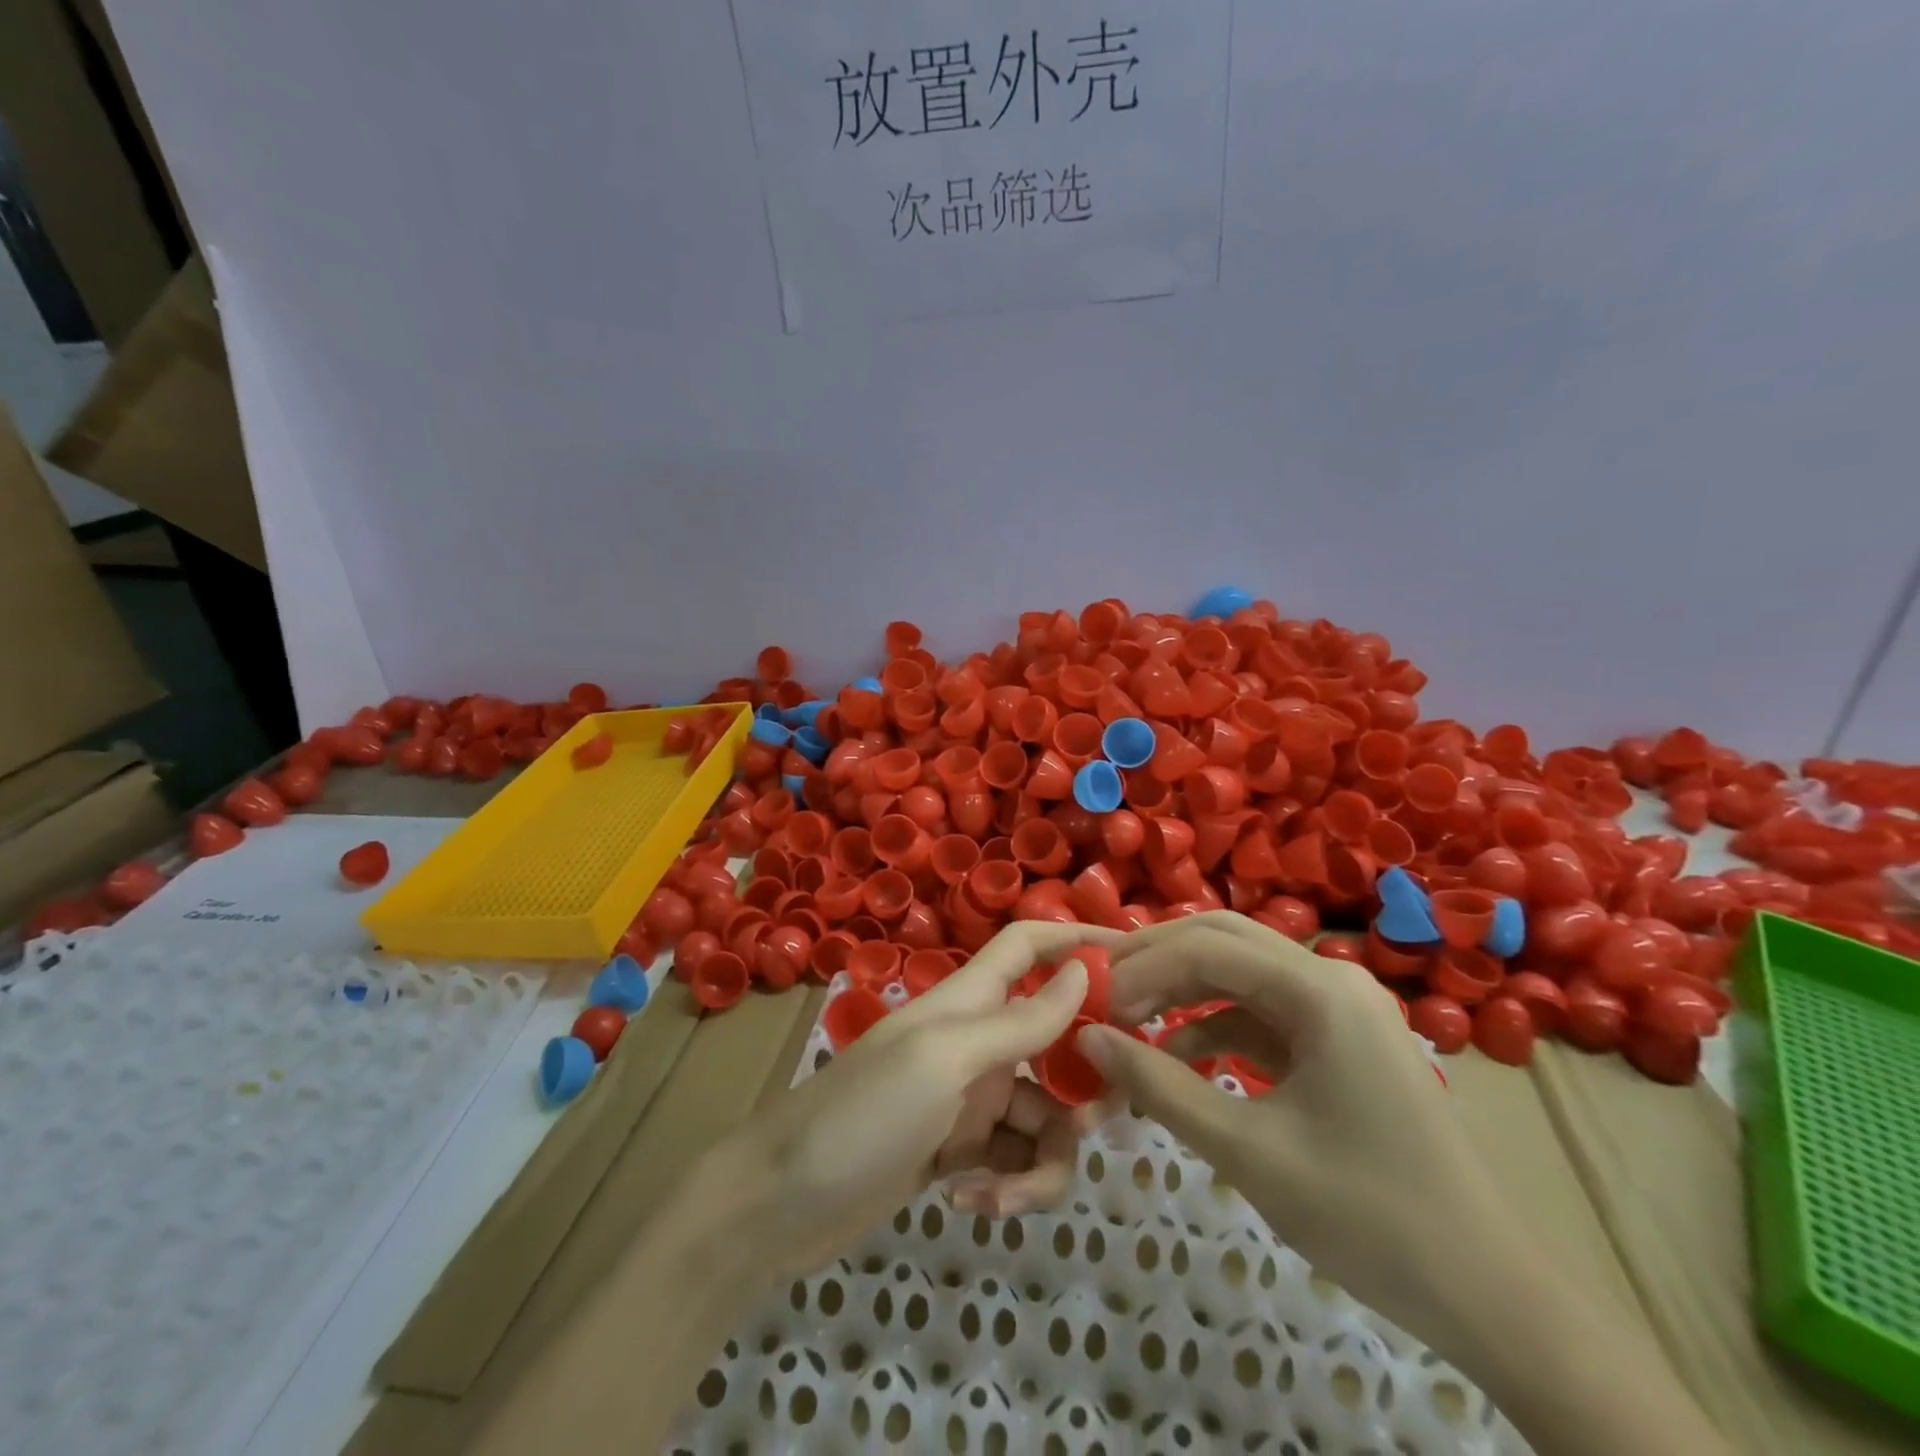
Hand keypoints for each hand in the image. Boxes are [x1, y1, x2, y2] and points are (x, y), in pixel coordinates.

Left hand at [712, 921, 1122, 1280]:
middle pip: (1056, 1040)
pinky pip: (1016, 1159)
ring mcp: (969, 1100)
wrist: (778, 1205)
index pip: (1030, 947)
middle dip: (1085, 1081)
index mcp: (967, 1002)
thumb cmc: (861, 1115)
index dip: (1080, 941)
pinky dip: (1010, 1186)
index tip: (1140, 960)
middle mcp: (975, 1042)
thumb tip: (1081, 974)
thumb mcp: (944, 1063)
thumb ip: (1017, 1022)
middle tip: (1104, 1119)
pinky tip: (973, 1205)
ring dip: (1044, 1159)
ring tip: (1006, 1194)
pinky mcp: (960, 1153)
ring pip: (1045, 1114)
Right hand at [1075, 911, 1519, 1333]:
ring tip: (1125, 1021)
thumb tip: (1085, 1038)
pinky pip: (1260, 1012)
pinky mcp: (1337, 1039)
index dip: (1139, 968)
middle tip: (1099, 989)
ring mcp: (1338, 1006)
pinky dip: (1212, 1027)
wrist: (1490, 1296)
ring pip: (1239, 972)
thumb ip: (1159, 1085)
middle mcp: (1330, 977)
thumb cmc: (1369, 1217)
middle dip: (1155, 961)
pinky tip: (1175, 1057)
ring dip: (1180, 991)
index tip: (1087, 1002)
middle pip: (1223, 940)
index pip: (1206, 948)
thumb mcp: (1249, 1151)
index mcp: (1319, 990)